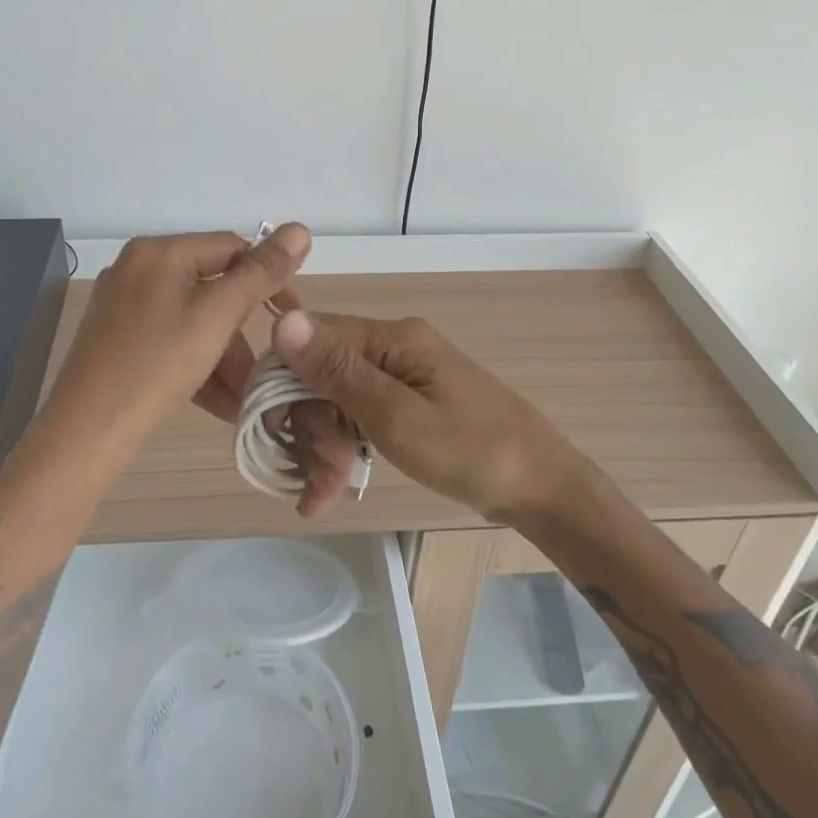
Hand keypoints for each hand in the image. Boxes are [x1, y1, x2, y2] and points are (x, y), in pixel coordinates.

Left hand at [44, 227, 310, 441]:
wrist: (85, 433)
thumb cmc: (157, 365)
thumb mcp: (217, 316)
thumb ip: (261, 272)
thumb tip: (300, 228)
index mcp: (160, 251)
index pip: (232, 248)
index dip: (269, 278)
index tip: (292, 317)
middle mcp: (138, 268)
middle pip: (212, 287)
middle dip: (243, 331)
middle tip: (266, 367)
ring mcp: (123, 304)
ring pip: (193, 319)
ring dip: (224, 356)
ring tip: (244, 398)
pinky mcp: (117, 338)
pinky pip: (170, 340)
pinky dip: (197, 364)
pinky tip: (219, 403)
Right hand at [269, 309, 584, 523]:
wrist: (542, 485)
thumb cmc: (471, 452)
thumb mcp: (397, 417)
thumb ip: (338, 372)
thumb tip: (283, 321)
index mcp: (392, 337)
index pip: (312, 339)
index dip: (286, 384)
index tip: (276, 433)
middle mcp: (394, 345)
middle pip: (324, 372)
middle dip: (312, 426)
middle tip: (316, 481)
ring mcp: (404, 372)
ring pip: (339, 397)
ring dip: (325, 444)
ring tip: (321, 496)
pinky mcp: (411, 398)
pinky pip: (362, 412)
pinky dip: (346, 446)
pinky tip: (333, 485)